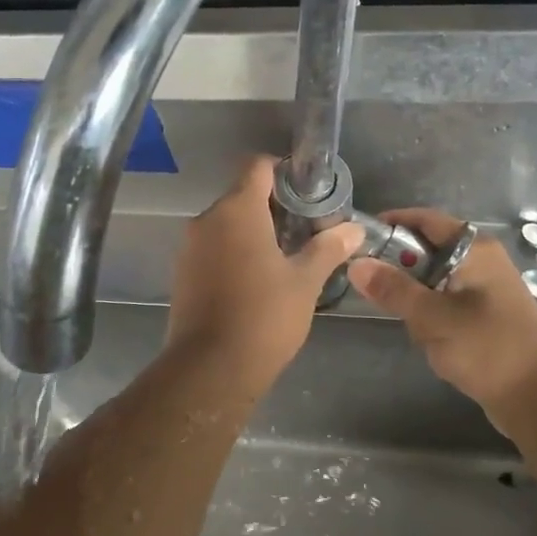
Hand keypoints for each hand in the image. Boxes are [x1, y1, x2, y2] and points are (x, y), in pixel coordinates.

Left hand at [165, 158, 364, 396]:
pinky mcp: (182, 271)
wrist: (209, 369)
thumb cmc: (263, 316)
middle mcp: (208, 219)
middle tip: (304, 229)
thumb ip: (328, 248)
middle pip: (242, 194)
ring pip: (226, 222)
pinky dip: (233, 251)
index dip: (283, 171)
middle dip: (273, 206)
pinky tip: (256, 279)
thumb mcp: (305, 281)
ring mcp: (190, 246)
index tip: (307, 192)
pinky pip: (213, 246)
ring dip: (253, 231)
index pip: (257, 166)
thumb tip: (354, 229)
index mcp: (237, 210)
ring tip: (284, 256)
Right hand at [347, 208, 536, 414]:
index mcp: (475, 249)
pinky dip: (432, 316)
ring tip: (412, 326)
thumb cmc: (487, 348)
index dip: (391, 223)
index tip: (358, 239)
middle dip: (402, 271)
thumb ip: (393, 289)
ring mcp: (486, 289)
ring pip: (434, 280)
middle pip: (427, 250)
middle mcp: (482, 261)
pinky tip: (430, 340)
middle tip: (375, 291)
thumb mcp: (433, 318)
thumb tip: (356, 264)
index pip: (425, 219)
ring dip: (417, 300)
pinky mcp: (486, 315)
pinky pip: (446, 303)